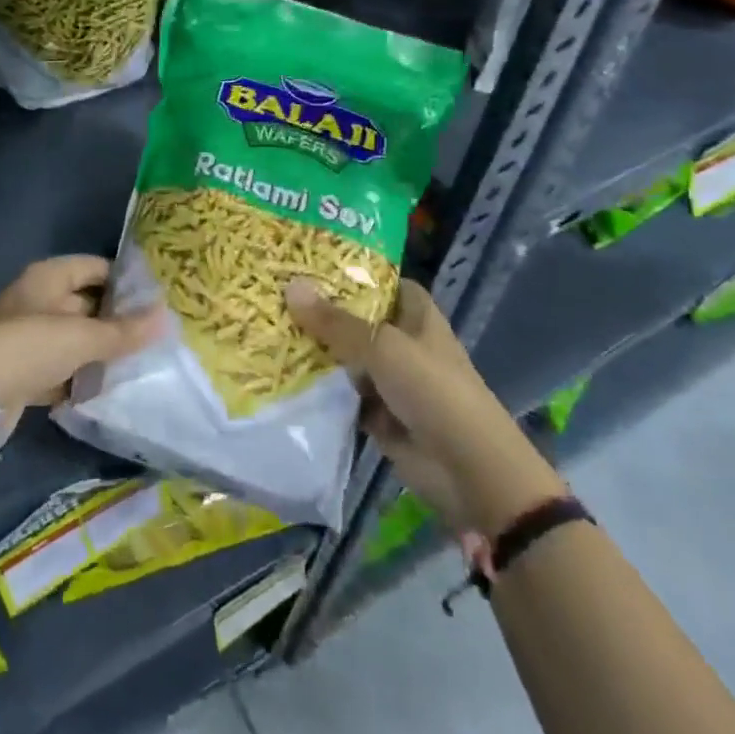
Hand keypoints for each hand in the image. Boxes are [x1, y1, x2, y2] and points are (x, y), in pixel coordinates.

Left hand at [0, 256, 161, 432]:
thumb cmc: (29, 347)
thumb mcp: (83, 337)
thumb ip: (124, 331)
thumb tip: (167, 317)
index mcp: (48, 277)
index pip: (95, 267)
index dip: (124, 280)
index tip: (156, 298)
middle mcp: (37, 300)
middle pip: (86, 303)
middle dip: (116, 319)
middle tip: (154, 334)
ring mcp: (28, 336)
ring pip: (74, 338)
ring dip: (99, 351)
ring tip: (138, 362)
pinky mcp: (23, 371)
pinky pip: (61, 367)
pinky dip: (80, 376)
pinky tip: (106, 389)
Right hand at [286, 276, 499, 533]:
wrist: (468, 470)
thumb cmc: (433, 391)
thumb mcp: (382, 347)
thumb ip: (335, 322)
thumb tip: (290, 287)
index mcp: (415, 315)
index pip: (382, 281)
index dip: (351, 271)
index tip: (308, 262)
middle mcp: (402, 341)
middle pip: (357, 319)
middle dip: (322, 311)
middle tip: (272, 292)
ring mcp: (390, 379)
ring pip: (346, 358)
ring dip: (315, 350)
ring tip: (266, 327)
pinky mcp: (377, 414)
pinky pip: (342, 394)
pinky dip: (319, 389)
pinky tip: (279, 373)